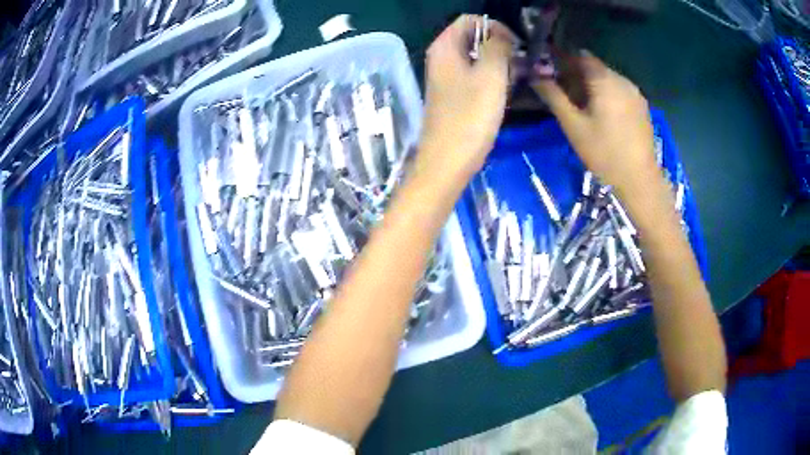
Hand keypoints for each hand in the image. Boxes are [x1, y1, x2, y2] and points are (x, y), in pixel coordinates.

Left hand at [417, 15, 515, 182]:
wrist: (448, 162)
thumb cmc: (470, 117)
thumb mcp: (490, 75)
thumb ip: (497, 47)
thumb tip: (501, 35)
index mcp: (444, 47)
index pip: (470, 20)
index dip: (495, 27)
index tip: (515, 46)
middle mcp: (441, 58)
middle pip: (473, 38)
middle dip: (499, 47)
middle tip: (519, 66)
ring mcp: (446, 77)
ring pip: (476, 58)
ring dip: (498, 64)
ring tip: (515, 81)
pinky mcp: (453, 95)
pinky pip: (474, 76)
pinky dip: (490, 79)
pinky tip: (503, 94)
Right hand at [532, 52, 659, 196]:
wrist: (640, 180)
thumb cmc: (604, 152)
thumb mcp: (573, 125)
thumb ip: (553, 96)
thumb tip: (535, 76)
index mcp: (604, 80)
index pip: (579, 56)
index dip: (562, 59)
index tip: (549, 69)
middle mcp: (622, 80)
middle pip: (594, 67)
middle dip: (576, 73)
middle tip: (562, 91)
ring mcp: (635, 93)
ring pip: (607, 79)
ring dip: (591, 85)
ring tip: (580, 105)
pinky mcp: (641, 107)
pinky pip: (619, 90)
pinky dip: (606, 94)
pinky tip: (601, 113)